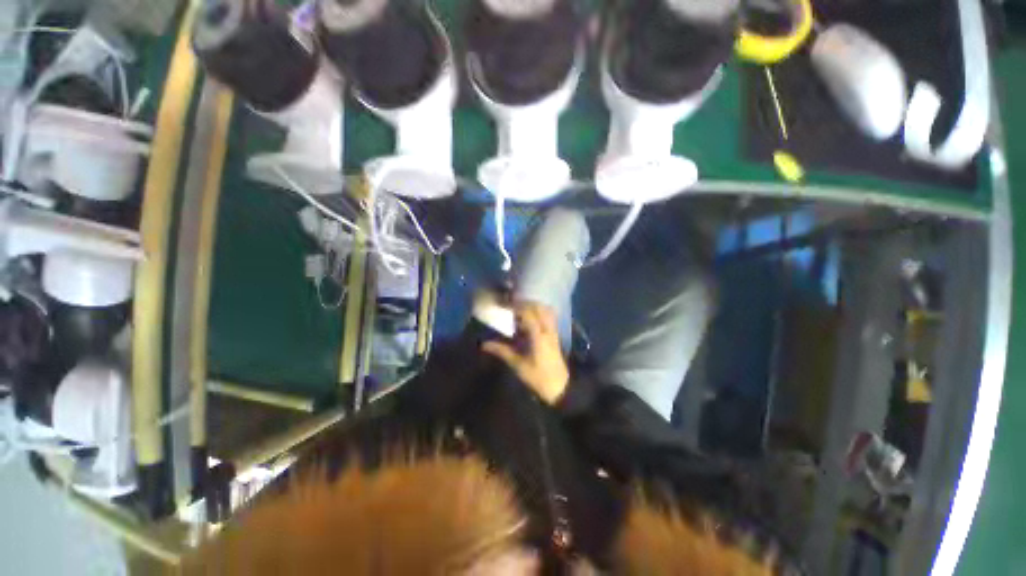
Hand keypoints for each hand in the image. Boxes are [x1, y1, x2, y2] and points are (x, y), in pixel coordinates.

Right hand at [481, 302, 569, 404]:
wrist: (560, 387)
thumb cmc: (538, 377)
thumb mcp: (518, 365)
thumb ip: (502, 351)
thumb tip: (484, 344)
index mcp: (538, 336)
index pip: (528, 313)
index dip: (515, 306)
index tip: (503, 304)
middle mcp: (547, 330)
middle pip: (538, 308)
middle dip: (523, 303)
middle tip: (509, 305)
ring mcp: (553, 331)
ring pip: (545, 310)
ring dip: (532, 306)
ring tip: (518, 310)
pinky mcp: (555, 335)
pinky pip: (549, 317)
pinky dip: (540, 312)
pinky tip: (530, 318)